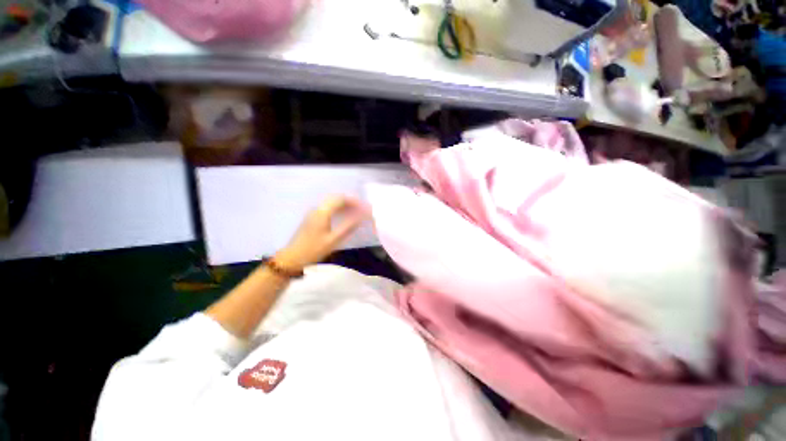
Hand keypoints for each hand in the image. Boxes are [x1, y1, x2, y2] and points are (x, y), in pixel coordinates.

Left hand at [274, 196, 367, 270]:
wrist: (292, 258)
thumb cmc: (313, 250)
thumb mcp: (333, 240)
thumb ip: (348, 227)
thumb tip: (361, 217)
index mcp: (322, 212)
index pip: (340, 199)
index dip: (354, 201)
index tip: (364, 207)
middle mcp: (317, 209)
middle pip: (335, 198)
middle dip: (350, 202)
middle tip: (361, 209)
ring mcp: (313, 213)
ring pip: (331, 203)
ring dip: (344, 205)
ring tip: (356, 213)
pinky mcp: (312, 218)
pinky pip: (327, 208)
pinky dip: (338, 210)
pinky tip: (343, 217)